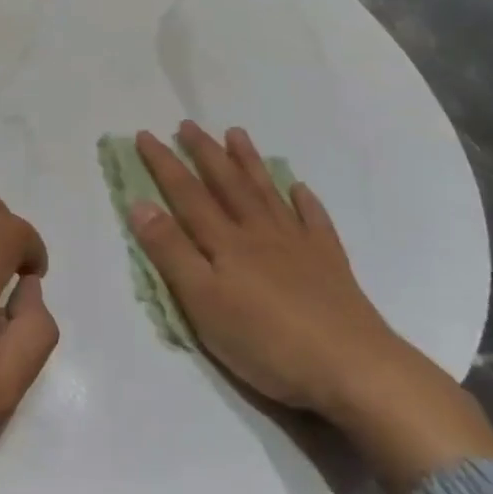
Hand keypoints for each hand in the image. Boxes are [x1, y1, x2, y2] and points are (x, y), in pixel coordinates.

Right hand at [130, 123, 492, 493]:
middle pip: (227, 184)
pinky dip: (305, 201)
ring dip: (249, 162)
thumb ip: (171, 252)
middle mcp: (259, 233)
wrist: (353, 369)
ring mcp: (298, 245)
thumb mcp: (202, 302)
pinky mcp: (330, 264)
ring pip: (267, 193)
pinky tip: (299, 188)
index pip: (186, 194)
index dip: (164, 163)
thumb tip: (140, 204)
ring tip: (236, 134)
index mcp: (225, 243)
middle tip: (188, 124)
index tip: (145, 134)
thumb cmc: (265, 340)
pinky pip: (315, 221)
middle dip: (205, 152)